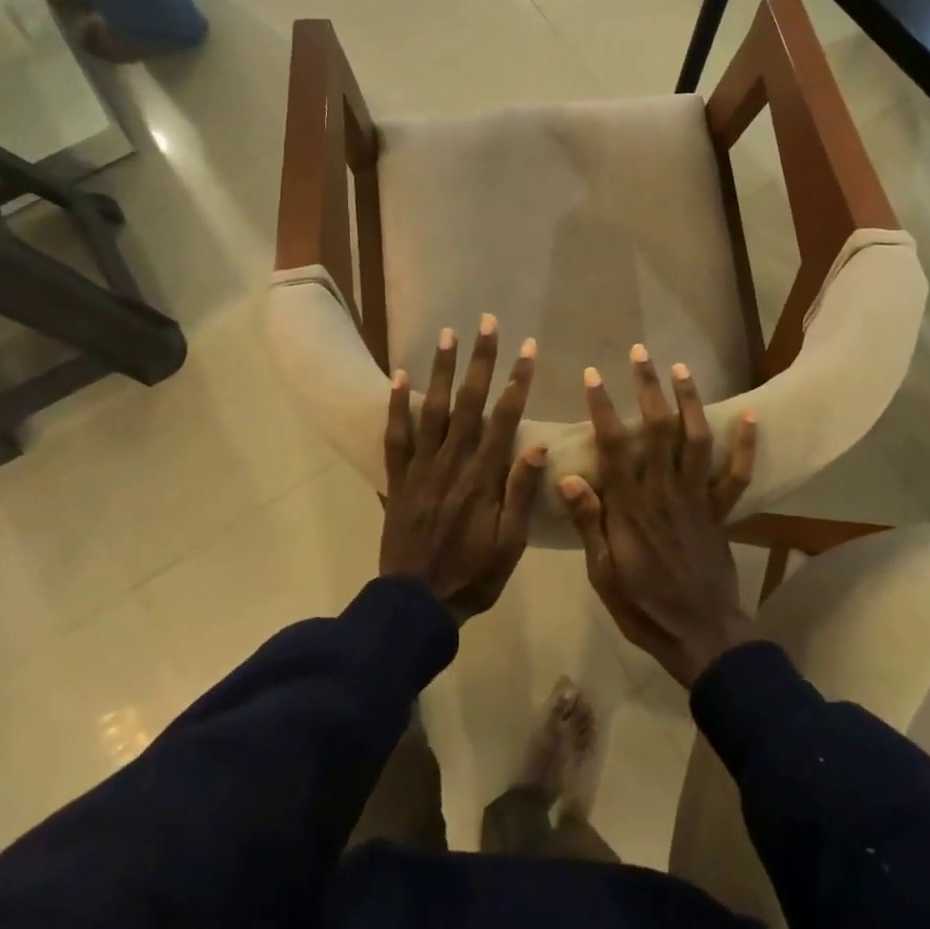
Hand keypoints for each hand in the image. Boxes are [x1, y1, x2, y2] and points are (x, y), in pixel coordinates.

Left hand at [380, 315, 544, 624]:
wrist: (415, 605)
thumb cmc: (472, 577)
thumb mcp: (509, 545)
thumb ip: (519, 495)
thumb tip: (534, 445)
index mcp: (482, 479)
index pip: (504, 419)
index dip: (516, 381)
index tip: (527, 349)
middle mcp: (451, 464)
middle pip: (468, 403)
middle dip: (480, 361)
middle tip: (487, 323)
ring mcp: (420, 469)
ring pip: (432, 410)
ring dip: (441, 371)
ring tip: (448, 335)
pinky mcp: (397, 480)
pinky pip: (395, 437)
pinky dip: (396, 406)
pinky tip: (400, 376)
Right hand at [558, 347, 758, 687]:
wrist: (700, 635)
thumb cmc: (642, 607)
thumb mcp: (602, 573)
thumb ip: (588, 523)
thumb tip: (568, 476)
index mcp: (630, 508)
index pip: (614, 448)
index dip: (603, 408)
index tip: (594, 375)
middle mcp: (664, 493)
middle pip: (657, 431)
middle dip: (648, 388)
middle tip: (640, 353)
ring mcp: (697, 500)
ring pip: (694, 441)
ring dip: (689, 402)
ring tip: (682, 369)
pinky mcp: (721, 512)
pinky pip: (737, 474)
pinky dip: (745, 445)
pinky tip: (749, 415)